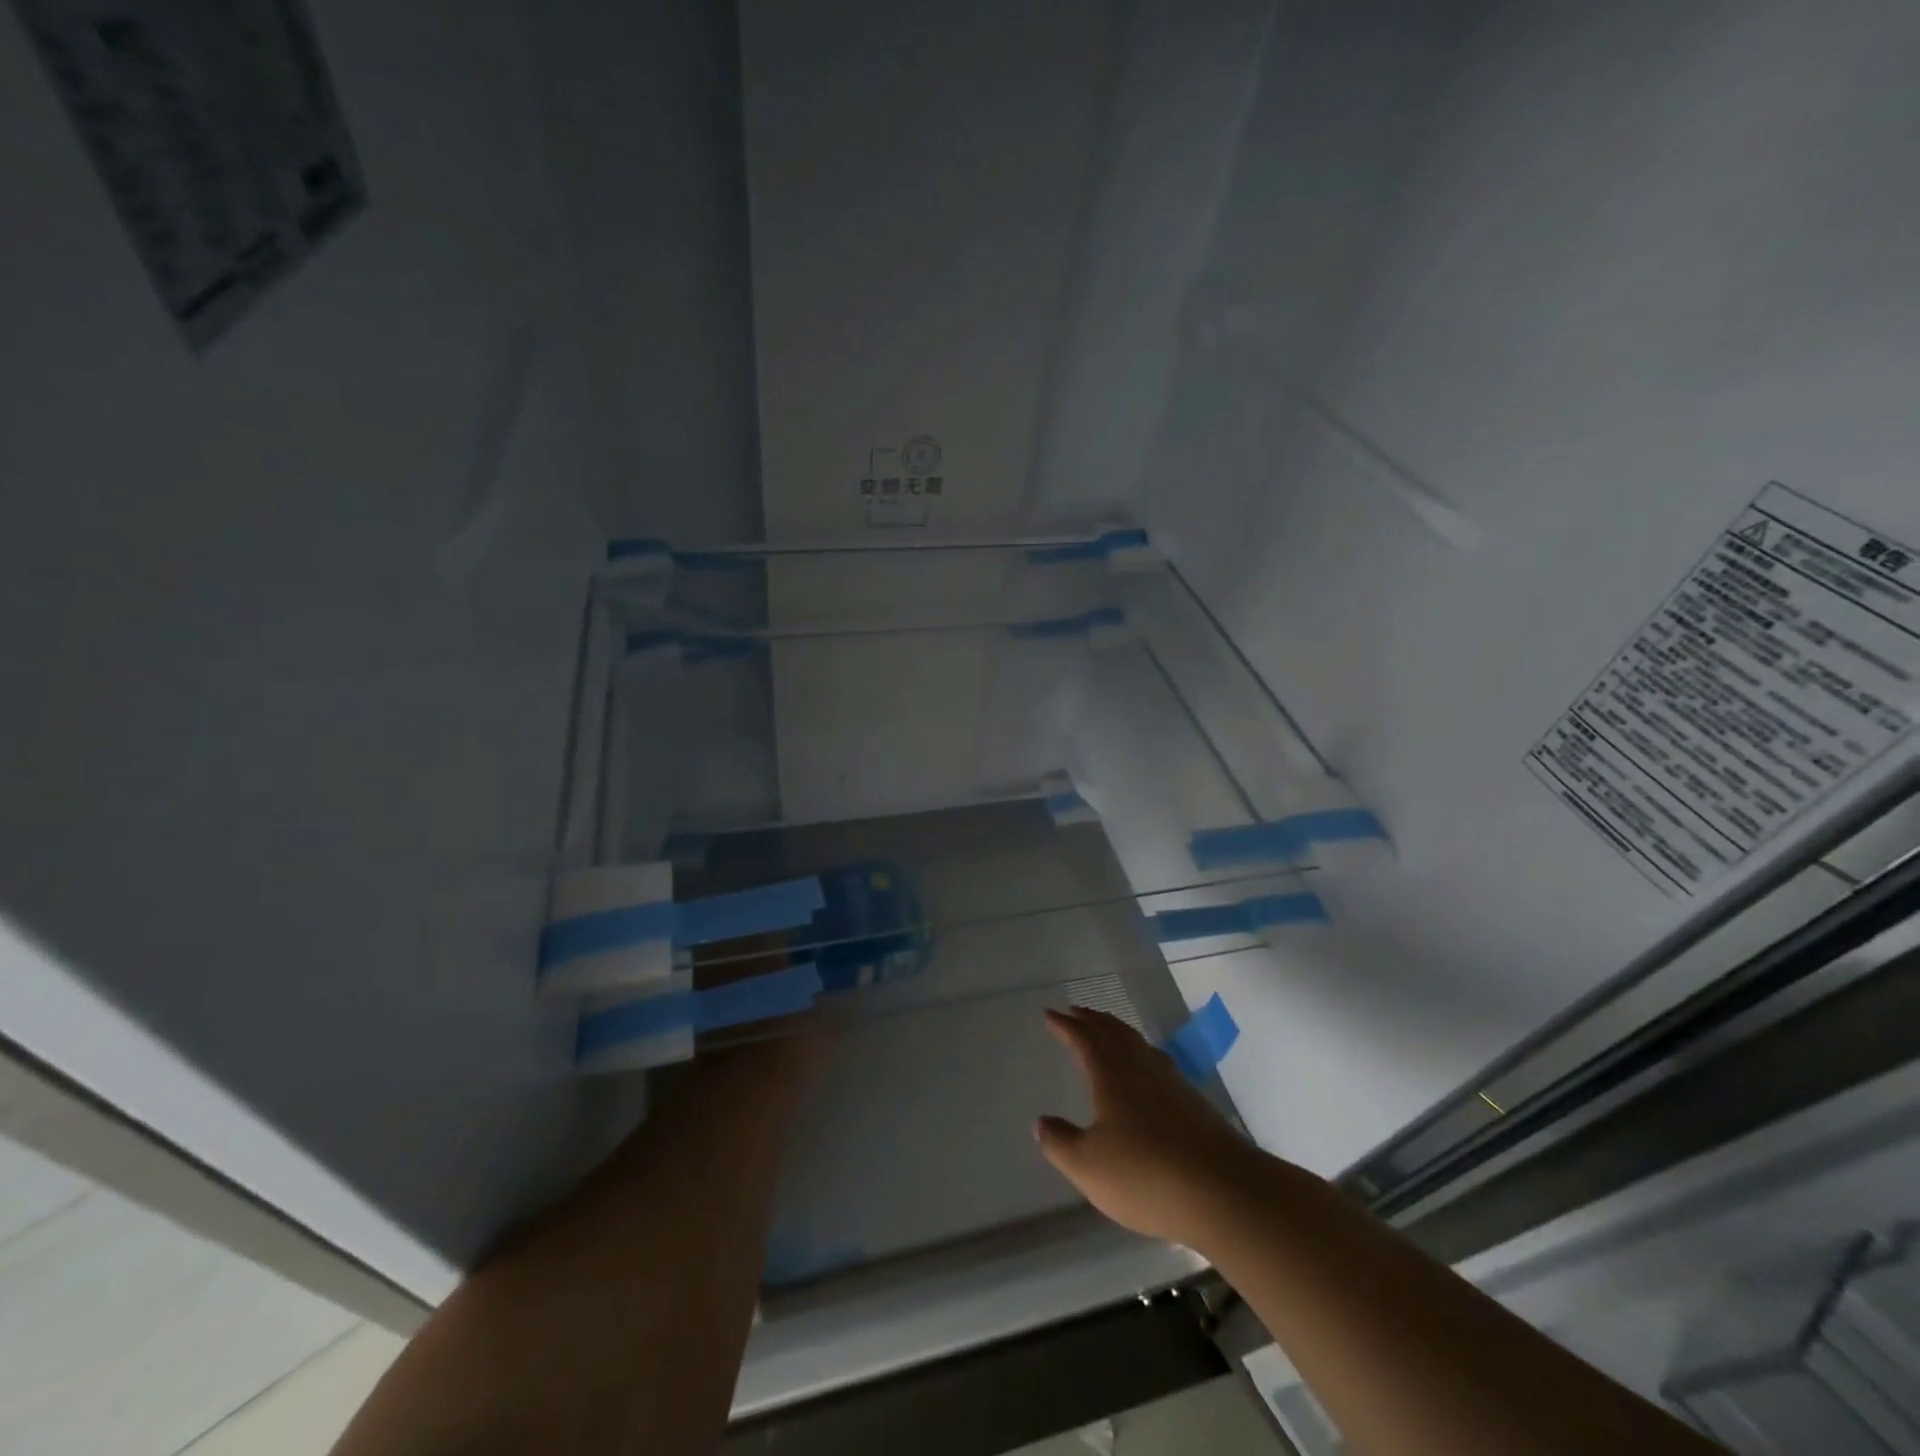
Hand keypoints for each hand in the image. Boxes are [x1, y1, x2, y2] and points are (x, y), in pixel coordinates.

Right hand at [1035, 1006, 1257, 1245]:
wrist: (1223, 1190)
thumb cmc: (1145, 1174)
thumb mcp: (1088, 1166)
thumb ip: (1060, 1142)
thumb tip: (1041, 1122)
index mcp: (1110, 1073)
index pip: (1083, 1038)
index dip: (1065, 1025)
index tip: (1050, 1013)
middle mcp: (1140, 1066)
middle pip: (1113, 1032)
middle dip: (1092, 1020)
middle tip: (1077, 1012)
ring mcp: (1171, 1081)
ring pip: (1138, 1043)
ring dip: (1117, 1031)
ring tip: (1107, 1031)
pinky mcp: (1193, 1101)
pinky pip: (1157, 1061)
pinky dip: (1141, 1053)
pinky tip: (1146, 1070)